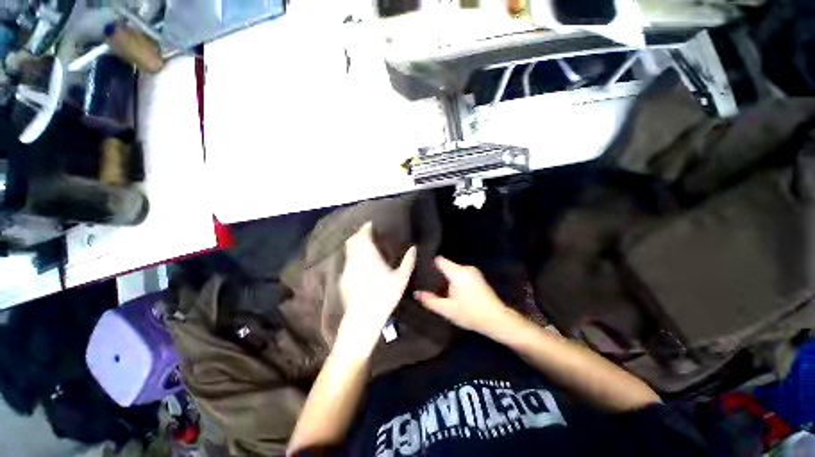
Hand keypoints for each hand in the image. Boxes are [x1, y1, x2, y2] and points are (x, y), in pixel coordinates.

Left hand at [338, 222, 415, 352]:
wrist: (362, 318)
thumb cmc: (384, 296)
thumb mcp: (401, 279)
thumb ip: (408, 262)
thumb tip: (413, 248)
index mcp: (369, 256)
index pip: (363, 236)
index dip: (365, 228)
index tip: (370, 225)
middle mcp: (355, 259)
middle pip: (352, 241)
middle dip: (359, 235)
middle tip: (368, 234)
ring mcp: (347, 269)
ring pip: (348, 251)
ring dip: (355, 245)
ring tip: (365, 247)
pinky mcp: (343, 279)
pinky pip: (348, 262)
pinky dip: (353, 257)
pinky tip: (360, 264)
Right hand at [414, 257, 508, 335]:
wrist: (497, 320)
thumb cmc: (471, 313)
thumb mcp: (447, 309)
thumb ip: (430, 300)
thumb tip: (416, 293)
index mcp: (458, 272)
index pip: (439, 260)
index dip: (429, 264)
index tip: (420, 271)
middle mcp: (465, 268)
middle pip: (446, 266)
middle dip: (437, 274)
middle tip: (427, 284)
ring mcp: (473, 272)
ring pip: (453, 271)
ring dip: (446, 278)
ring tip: (437, 289)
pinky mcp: (477, 277)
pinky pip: (460, 274)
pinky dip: (454, 280)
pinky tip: (451, 291)